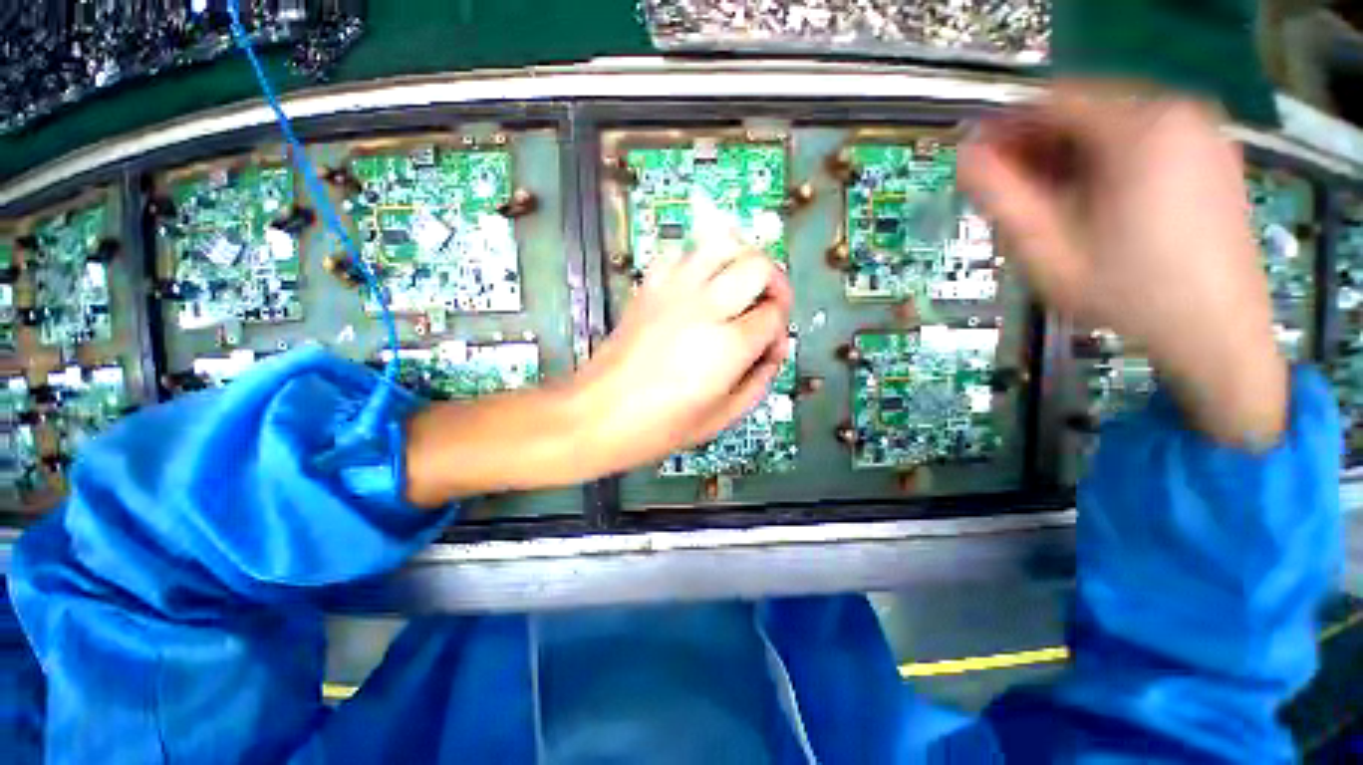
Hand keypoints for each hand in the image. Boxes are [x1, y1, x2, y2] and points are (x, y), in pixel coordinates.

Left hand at [404, 197, 790, 507]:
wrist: (597, 414)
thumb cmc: (660, 427)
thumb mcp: (721, 418)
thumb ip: (758, 382)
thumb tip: (773, 352)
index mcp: (727, 346)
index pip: (774, 314)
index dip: (780, 329)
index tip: (770, 348)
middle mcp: (705, 307)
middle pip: (758, 265)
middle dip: (775, 282)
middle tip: (767, 306)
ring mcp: (674, 290)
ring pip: (723, 243)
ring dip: (741, 259)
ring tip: (740, 286)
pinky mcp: (649, 286)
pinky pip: (683, 253)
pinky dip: (700, 260)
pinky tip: (700, 286)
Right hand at [957, 82, 1288, 447]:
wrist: (1218, 334)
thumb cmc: (1129, 295)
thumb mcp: (1048, 251)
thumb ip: (1001, 198)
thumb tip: (966, 157)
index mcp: (1140, 129)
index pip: (1053, 101)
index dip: (1005, 127)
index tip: (976, 159)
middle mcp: (1178, 113)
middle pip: (1085, 110)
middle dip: (1038, 146)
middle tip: (1008, 190)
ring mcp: (1203, 133)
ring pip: (1112, 125)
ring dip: (1068, 156)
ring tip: (1047, 203)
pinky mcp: (1212, 155)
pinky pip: (1143, 140)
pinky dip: (1105, 161)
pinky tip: (1091, 202)